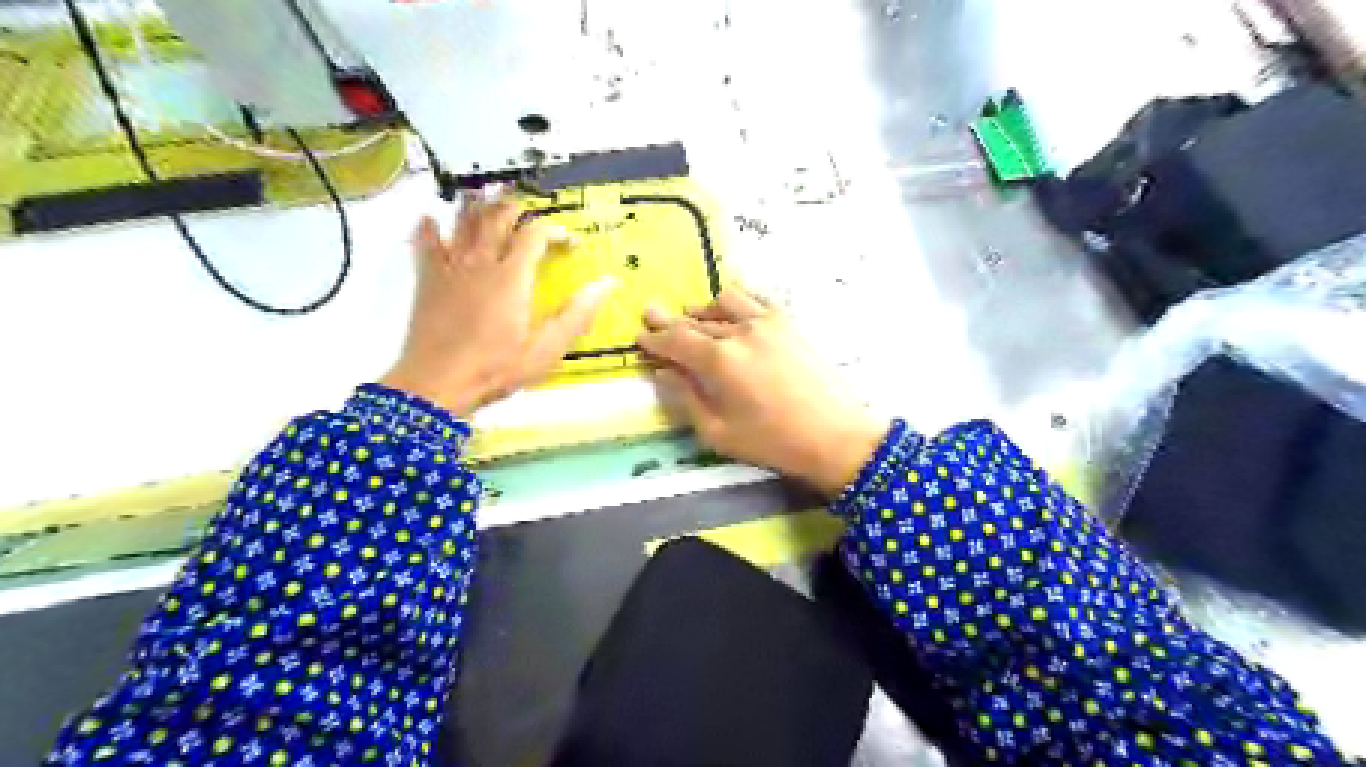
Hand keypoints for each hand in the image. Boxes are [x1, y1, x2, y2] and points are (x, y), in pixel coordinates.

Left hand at [377, 191, 612, 418]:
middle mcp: (481, 261)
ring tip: (491, 198)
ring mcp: (450, 266)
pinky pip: (425, 241)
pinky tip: (433, 219)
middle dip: (518, 207)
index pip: (536, 233)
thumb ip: (577, 313)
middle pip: (498, 216)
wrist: (437, 384)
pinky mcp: (427, 278)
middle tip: (532, 213)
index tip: (570, 242)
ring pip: (464, 220)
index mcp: (513, 276)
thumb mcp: (547, 349)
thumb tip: (608, 282)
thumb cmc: (497, 369)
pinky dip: (430, 225)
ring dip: (479, 205)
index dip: (555, 230)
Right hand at [645, 288, 893, 497]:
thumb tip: (663, 373)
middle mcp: (739, 331)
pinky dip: (736, 302)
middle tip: (653, 315)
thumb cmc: (772, 442)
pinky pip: (754, 299)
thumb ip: (685, 399)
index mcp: (718, 360)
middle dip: (672, 320)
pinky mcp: (788, 323)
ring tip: (694, 318)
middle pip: (696, 319)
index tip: (640, 335)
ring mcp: (767, 322)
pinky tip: (732, 311)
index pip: (676, 339)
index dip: (654, 337)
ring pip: (723, 302)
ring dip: (703, 309)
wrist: (834, 436)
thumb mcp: (717, 433)